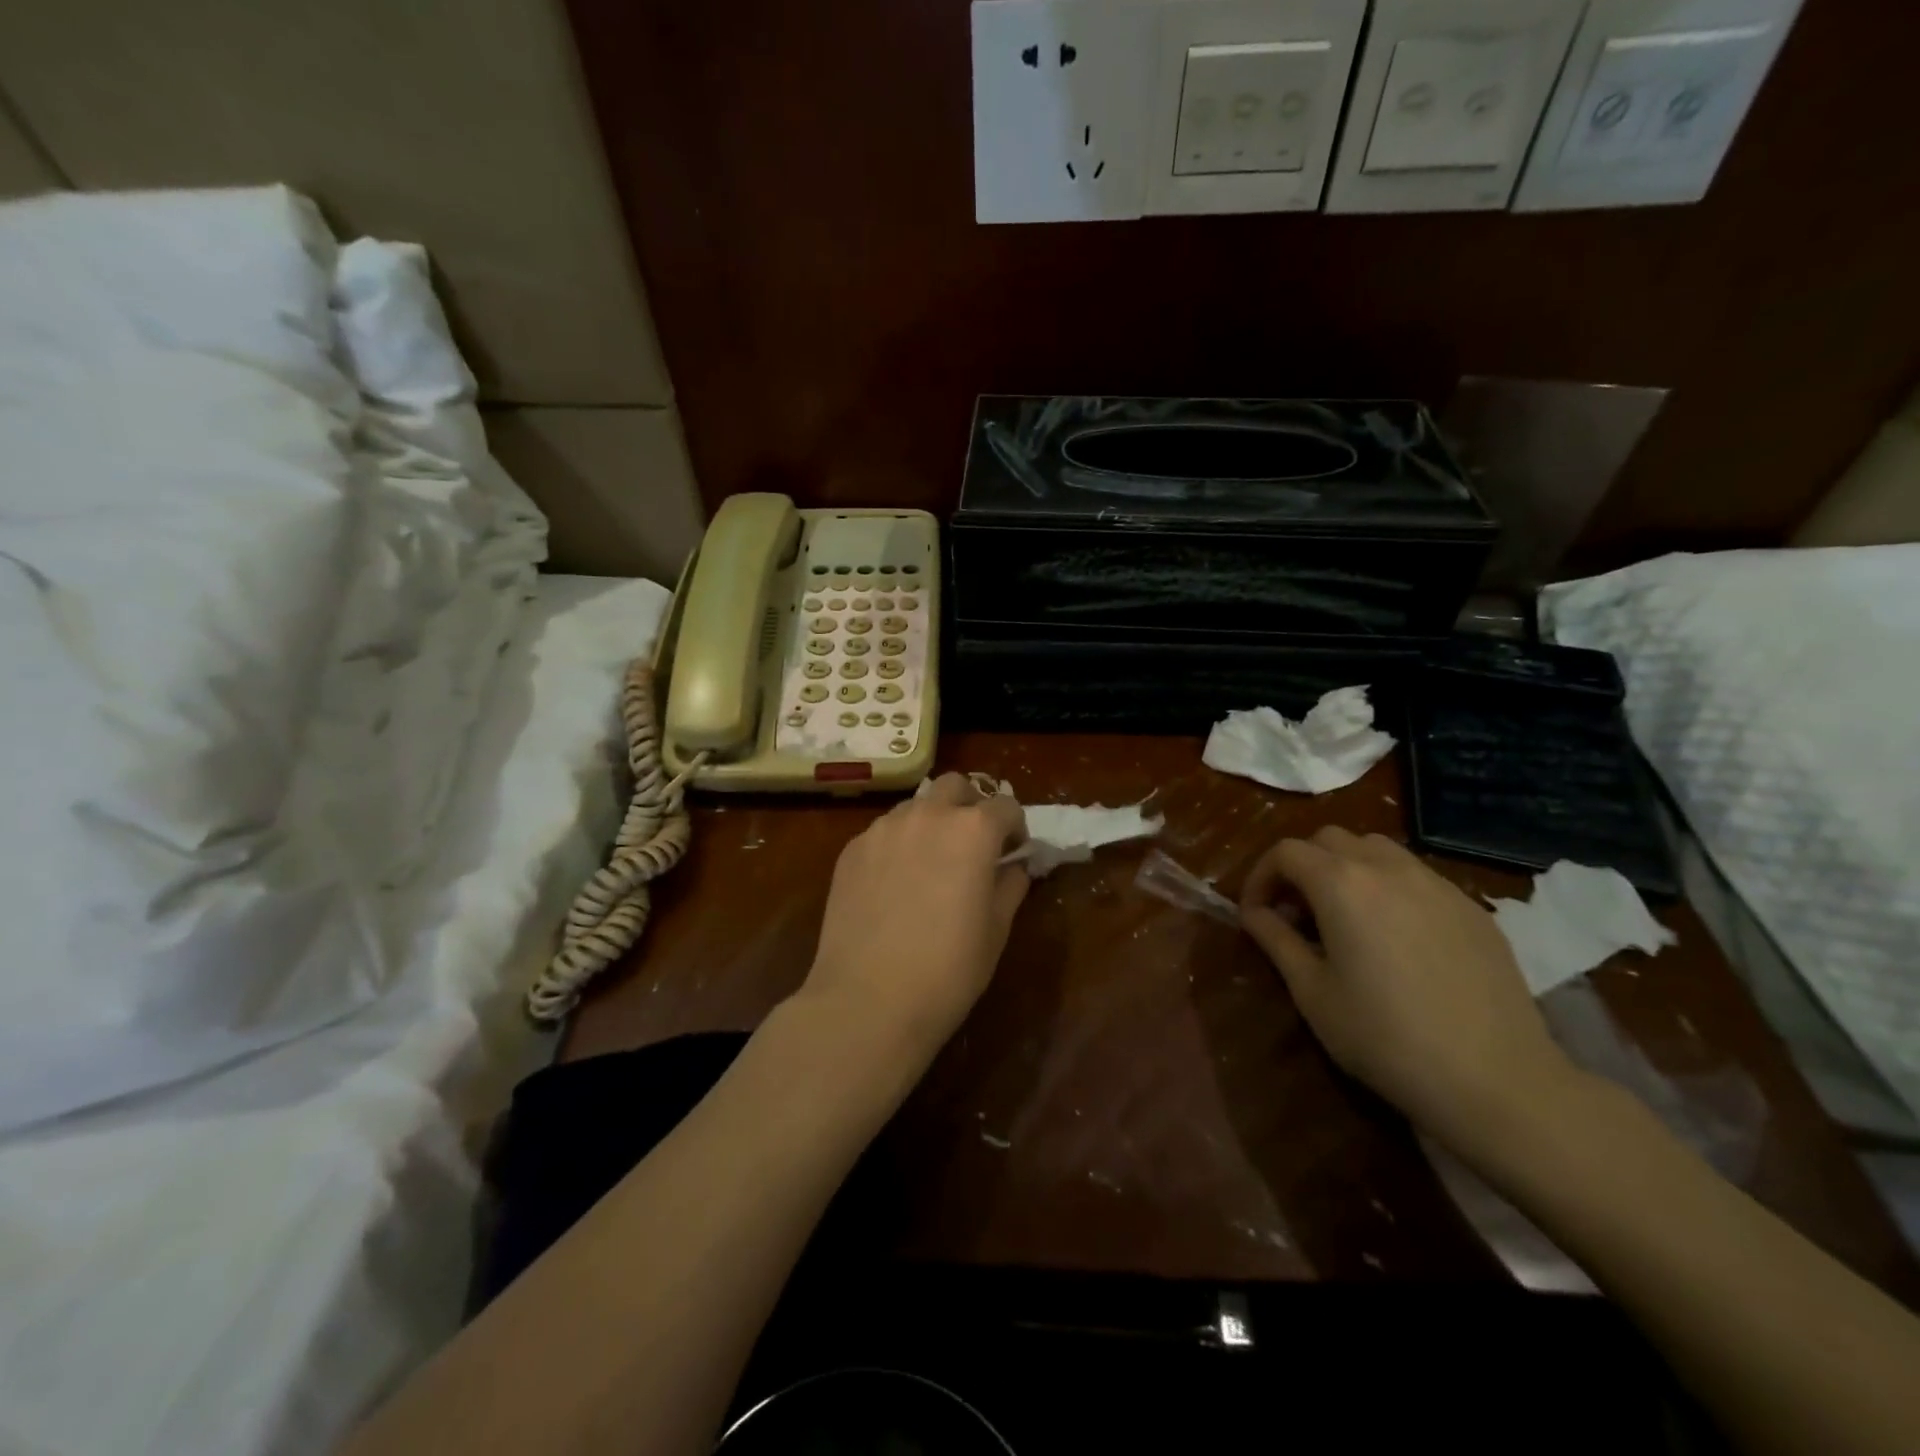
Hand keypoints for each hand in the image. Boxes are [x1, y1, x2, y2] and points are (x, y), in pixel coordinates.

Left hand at [801, 774, 1029, 1064]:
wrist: (868, 999)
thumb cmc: (948, 969)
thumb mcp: (996, 930)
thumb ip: (1010, 886)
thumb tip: (1013, 867)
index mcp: (973, 830)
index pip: (1005, 806)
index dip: (1015, 828)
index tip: (1012, 853)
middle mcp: (927, 815)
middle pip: (955, 786)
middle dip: (970, 806)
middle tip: (972, 845)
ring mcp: (883, 828)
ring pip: (915, 806)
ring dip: (931, 822)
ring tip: (929, 864)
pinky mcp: (851, 849)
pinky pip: (883, 832)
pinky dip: (898, 845)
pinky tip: (893, 885)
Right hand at [1239, 827, 1579, 1146]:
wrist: (1497, 1080)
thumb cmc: (1385, 1037)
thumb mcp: (1312, 993)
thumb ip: (1276, 940)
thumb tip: (1254, 913)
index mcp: (1341, 884)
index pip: (1286, 852)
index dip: (1260, 876)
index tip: (1255, 913)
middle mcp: (1388, 868)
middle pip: (1330, 839)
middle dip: (1302, 866)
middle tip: (1296, 911)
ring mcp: (1436, 884)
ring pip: (1377, 849)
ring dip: (1346, 868)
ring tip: (1344, 915)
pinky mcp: (1472, 908)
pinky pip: (1417, 876)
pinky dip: (1389, 887)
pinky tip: (1396, 936)